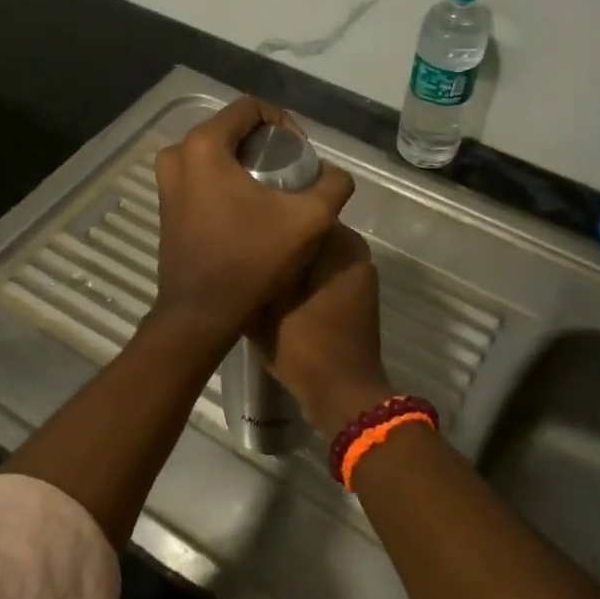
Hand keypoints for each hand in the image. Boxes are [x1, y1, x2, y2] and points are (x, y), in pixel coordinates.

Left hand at [151, 97, 354, 339]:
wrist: (202, 313)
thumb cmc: (252, 260)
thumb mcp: (309, 220)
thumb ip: (332, 185)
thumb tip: (334, 175)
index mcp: (204, 145)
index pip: (251, 108)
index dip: (284, 124)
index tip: (300, 156)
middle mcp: (177, 154)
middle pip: (232, 129)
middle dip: (265, 145)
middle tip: (291, 174)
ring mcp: (166, 181)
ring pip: (216, 154)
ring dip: (245, 164)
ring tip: (273, 193)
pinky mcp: (166, 205)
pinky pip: (202, 176)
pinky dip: (226, 182)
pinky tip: (249, 211)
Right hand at [255, 223, 392, 439]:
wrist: (342, 394)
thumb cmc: (305, 344)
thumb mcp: (267, 303)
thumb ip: (257, 268)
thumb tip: (241, 243)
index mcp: (340, 244)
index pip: (304, 205)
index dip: (273, 209)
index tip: (246, 218)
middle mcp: (355, 252)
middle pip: (309, 230)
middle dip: (282, 235)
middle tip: (245, 241)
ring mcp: (358, 276)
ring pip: (315, 253)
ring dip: (291, 257)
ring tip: (256, 263)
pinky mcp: (355, 297)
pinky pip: (324, 273)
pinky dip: (303, 276)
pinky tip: (274, 286)